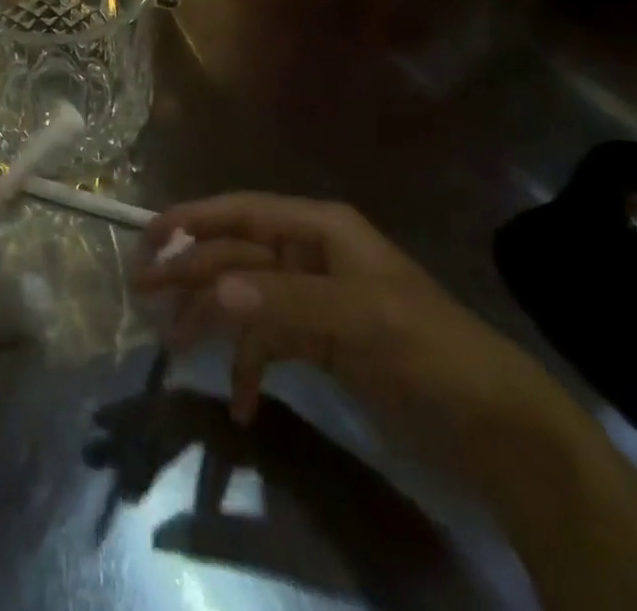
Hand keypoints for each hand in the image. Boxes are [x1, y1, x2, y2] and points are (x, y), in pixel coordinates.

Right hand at [133, 193, 592, 480]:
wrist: (494, 424)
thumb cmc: (427, 348)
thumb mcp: (360, 318)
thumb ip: (284, 300)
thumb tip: (213, 289)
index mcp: (317, 228)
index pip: (240, 212)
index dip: (191, 218)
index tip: (147, 237)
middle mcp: (308, 254)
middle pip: (234, 254)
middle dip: (190, 273)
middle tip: (142, 297)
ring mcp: (312, 298)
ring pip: (244, 297)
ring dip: (211, 321)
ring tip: (175, 350)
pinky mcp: (319, 340)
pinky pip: (268, 342)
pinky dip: (249, 367)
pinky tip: (241, 404)